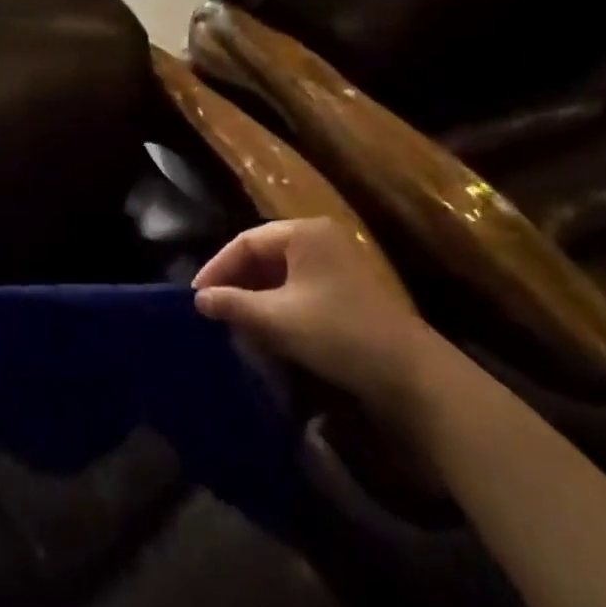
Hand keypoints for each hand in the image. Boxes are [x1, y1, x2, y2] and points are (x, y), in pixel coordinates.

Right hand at [193, 218, 434, 417]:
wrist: (410, 373)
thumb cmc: (337, 334)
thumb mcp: (277, 319)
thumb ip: (233, 304)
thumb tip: (199, 299)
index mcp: (303, 232)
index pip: (246, 241)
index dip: (217, 267)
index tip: (195, 295)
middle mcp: (320, 238)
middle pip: (263, 253)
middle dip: (236, 281)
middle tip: (212, 308)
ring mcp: (336, 263)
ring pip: (280, 272)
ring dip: (255, 294)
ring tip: (233, 320)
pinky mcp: (346, 290)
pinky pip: (299, 287)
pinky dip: (277, 303)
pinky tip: (265, 327)